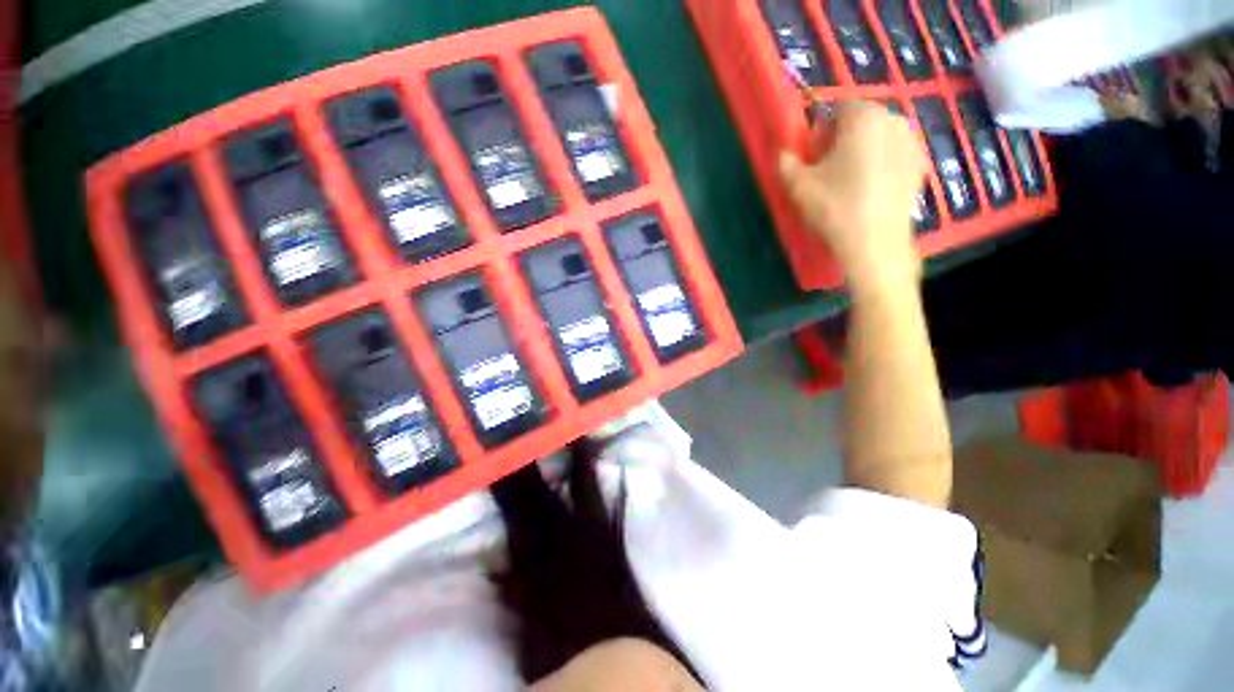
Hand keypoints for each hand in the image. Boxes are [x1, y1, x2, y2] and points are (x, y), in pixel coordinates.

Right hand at [777, 101, 928, 291]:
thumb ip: (785, 162)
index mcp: (862, 116)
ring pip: (878, 139)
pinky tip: (869, 192)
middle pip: (861, 122)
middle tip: (828, 172)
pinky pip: (893, 157)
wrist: (874, 242)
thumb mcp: (798, 186)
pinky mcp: (921, 166)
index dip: (821, 132)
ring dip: (862, 153)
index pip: (837, 109)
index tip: (813, 158)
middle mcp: (893, 119)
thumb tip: (782, 153)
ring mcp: (912, 142)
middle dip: (842, 140)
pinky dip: (881, 167)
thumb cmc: (834, 206)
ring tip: (849, 184)